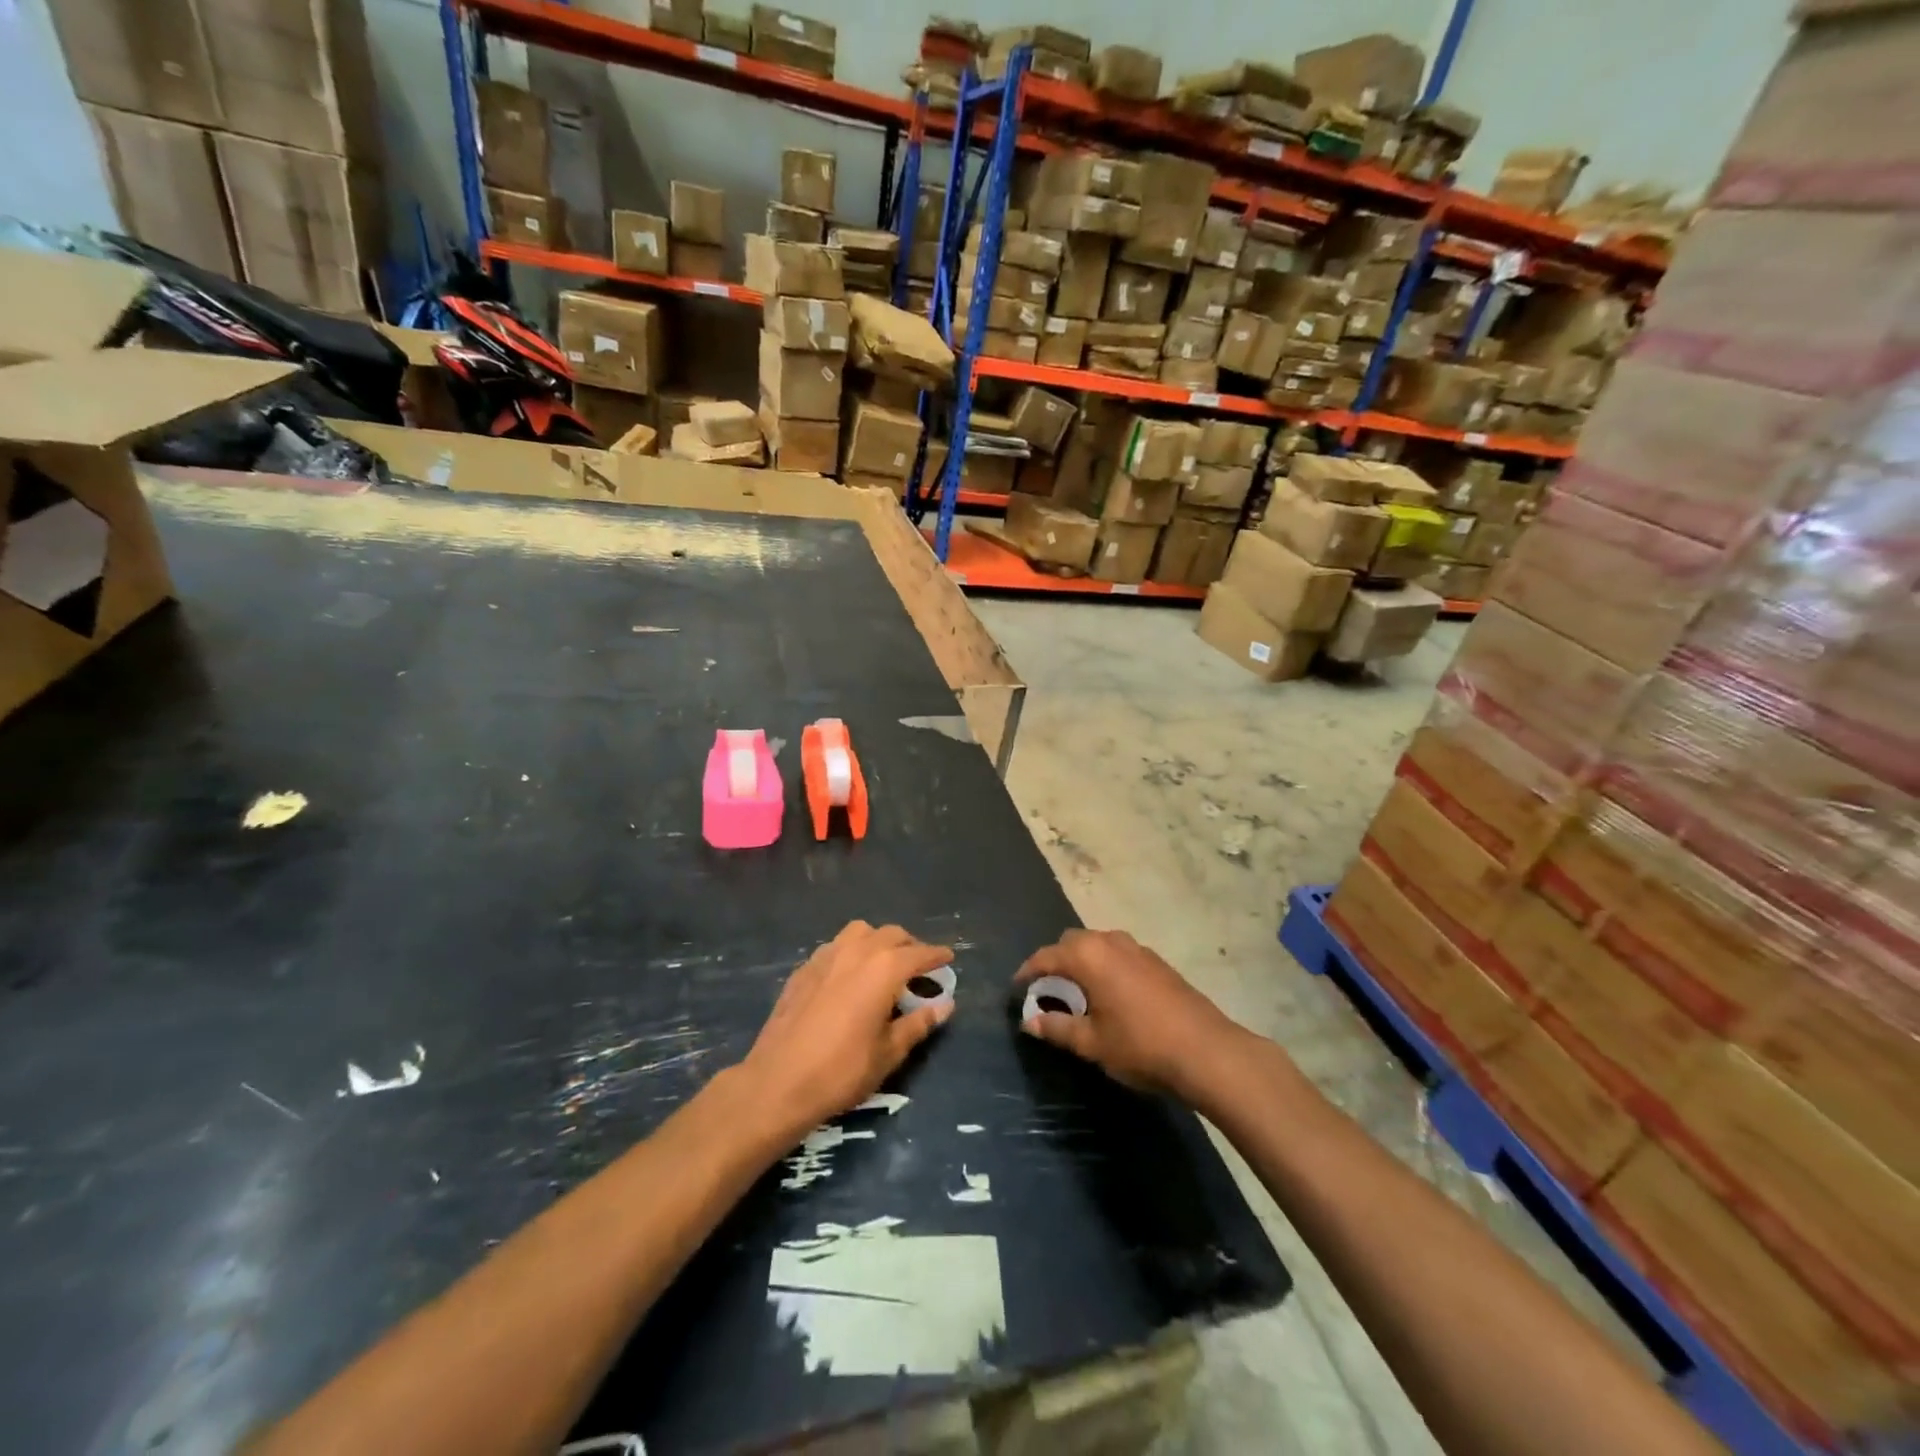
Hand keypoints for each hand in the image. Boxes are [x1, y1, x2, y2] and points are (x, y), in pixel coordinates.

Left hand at [740, 922, 953, 1139]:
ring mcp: (826, 956)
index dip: (936, 955)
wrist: (779, 1081)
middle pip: (891, 934)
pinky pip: (835, 947)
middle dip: (909, 945)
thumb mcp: (889, 1053)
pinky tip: (849, 976)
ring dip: (877, 941)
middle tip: (918, 966)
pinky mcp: (803, 969)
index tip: (949, 957)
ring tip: (883, 964)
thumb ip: (918, 1023)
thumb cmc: (842, 1070)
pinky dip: (850, 952)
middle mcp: (856, 952)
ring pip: (860, 932)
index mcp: (883, 969)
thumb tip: (945, 1005)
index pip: (919, 953)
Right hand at [1015, 930, 1246, 1100]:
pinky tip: (1111, 994)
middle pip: (1072, 942)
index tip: (1017, 987)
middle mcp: (1110, 942)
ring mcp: (1138, 948)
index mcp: (1089, 956)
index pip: (1047, 955)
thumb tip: (1030, 1022)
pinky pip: (1119, 954)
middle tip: (1048, 990)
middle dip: (1056, 961)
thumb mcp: (1092, 1042)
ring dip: (1083, 962)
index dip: (1028, 971)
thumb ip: (1057, 1028)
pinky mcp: (1158, 962)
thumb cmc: (1141, 1046)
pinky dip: (1106, 966)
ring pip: (1098, 945)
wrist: (1206, 1051)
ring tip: (1078, 992)